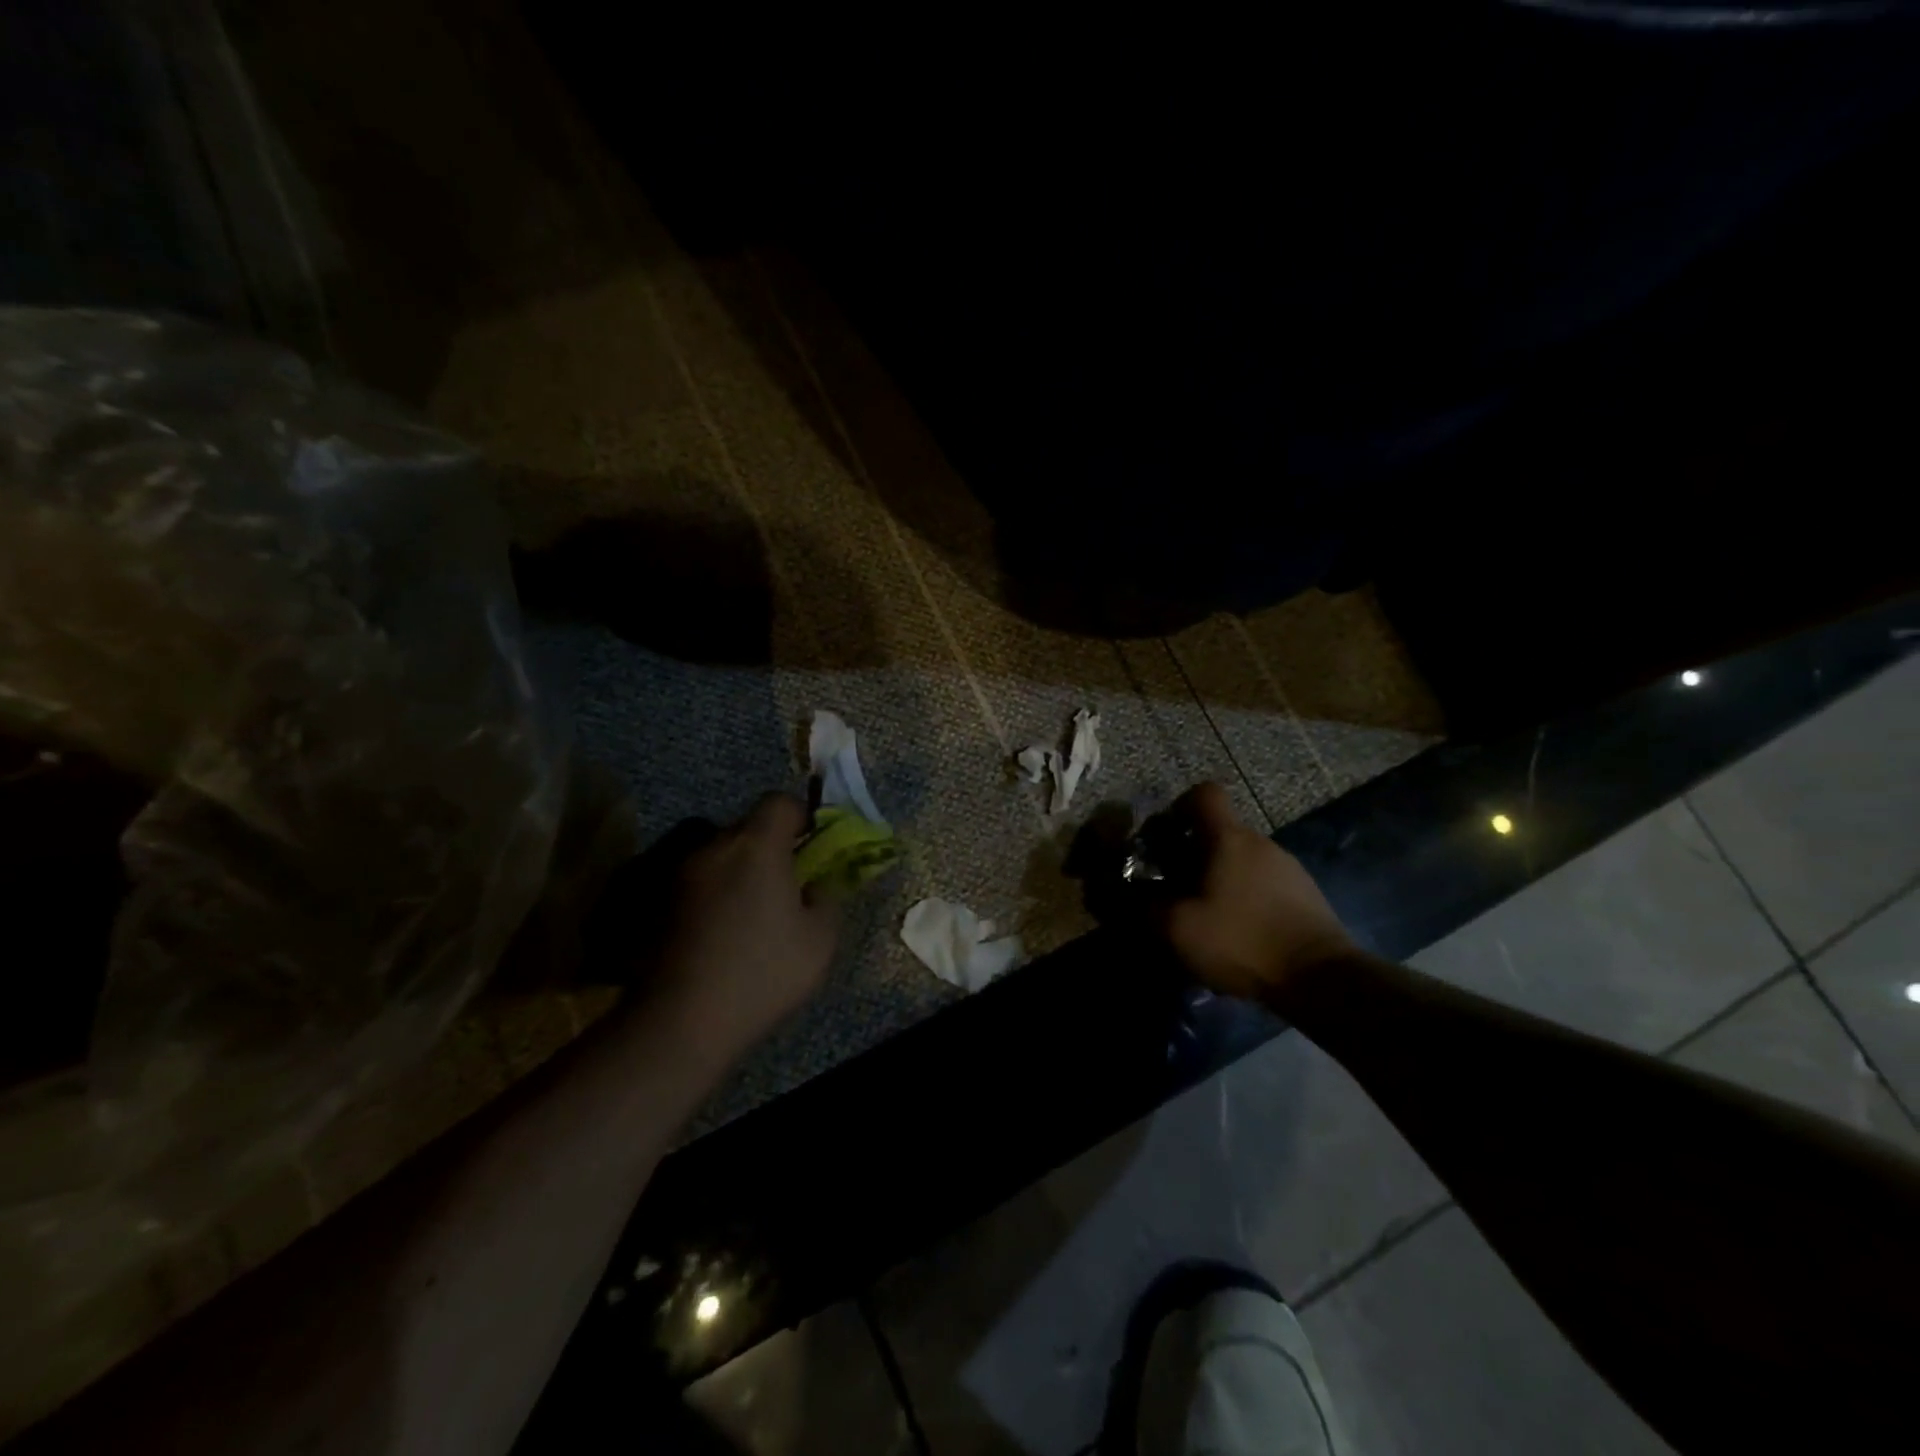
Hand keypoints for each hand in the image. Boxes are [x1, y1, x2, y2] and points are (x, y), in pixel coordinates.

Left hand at [647, 794, 837, 1064]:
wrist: (682, 1021)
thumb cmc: (762, 974)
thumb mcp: (820, 940)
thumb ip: (826, 899)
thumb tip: (814, 886)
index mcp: (756, 846)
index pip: (779, 802)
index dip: (800, 816)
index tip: (811, 846)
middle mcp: (714, 847)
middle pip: (747, 827)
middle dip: (769, 847)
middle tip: (785, 886)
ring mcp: (680, 873)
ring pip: (720, 854)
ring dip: (739, 870)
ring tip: (750, 913)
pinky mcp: (659, 901)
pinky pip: (699, 881)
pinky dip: (715, 893)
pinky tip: (722, 932)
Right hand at [1158, 783, 1354, 1000]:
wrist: (1322, 979)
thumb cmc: (1242, 941)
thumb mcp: (1179, 929)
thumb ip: (1150, 907)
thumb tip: (1137, 897)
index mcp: (1228, 839)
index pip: (1205, 794)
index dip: (1180, 806)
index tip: (1165, 834)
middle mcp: (1261, 843)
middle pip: (1220, 831)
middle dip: (1193, 853)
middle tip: (1175, 887)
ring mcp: (1288, 868)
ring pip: (1242, 860)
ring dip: (1220, 879)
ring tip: (1206, 918)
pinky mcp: (1306, 895)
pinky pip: (1263, 884)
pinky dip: (1245, 899)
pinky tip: (1239, 935)